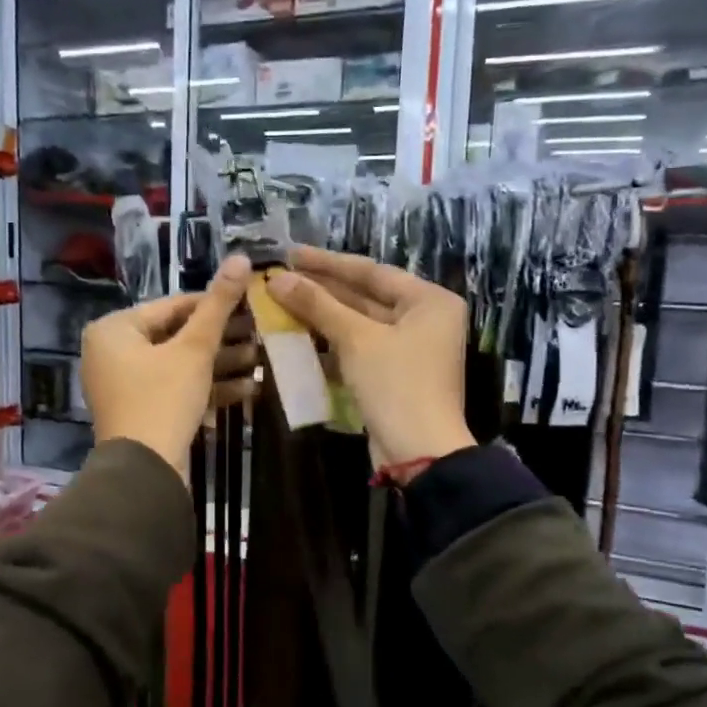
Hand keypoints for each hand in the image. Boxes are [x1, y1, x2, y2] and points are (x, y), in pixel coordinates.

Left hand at [82, 256, 254, 481]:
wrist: (145, 472)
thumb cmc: (163, 399)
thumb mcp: (194, 349)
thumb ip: (218, 305)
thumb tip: (240, 258)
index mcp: (114, 330)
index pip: (172, 306)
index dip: (214, 304)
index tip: (250, 303)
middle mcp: (112, 353)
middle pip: (176, 337)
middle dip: (222, 340)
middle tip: (261, 333)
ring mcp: (125, 386)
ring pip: (180, 365)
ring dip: (221, 365)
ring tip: (262, 361)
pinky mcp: (141, 412)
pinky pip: (176, 390)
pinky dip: (207, 389)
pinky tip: (249, 389)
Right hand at [268, 247, 473, 472]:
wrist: (419, 453)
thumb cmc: (396, 385)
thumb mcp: (356, 339)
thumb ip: (318, 305)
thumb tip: (277, 279)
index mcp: (429, 301)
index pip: (371, 271)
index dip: (327, 263)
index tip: (291, 253)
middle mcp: (424, 319)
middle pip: (365, 297)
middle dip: (321, 290)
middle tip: (280, 278)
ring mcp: (409, 349)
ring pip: (359, 324)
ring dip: (322, 317)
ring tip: (281, 303)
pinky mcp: (393, 374)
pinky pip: (358, 349)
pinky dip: (331, 344)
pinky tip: (297, 337)